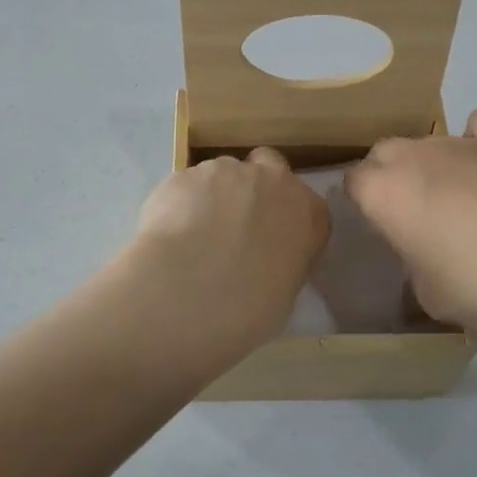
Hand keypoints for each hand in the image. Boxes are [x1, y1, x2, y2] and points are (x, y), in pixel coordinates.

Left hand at [127, 148, 329, 362]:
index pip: (307, 206)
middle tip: (235, 224)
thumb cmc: (247, 308)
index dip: (286, 218)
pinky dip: (180, 203)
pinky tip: (168, 235)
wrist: (187, 292)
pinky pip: (186, 185)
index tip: (272, 240)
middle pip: (268, 167)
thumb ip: (280, 265)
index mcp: (308, 214)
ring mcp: (225, 171)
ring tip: (192, 235)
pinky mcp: (184, 174)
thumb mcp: (283, 296)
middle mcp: (272, 180)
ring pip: (222, 173)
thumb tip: (263, 263)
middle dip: (254, 187)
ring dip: (214, 195)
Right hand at [345, 107, 476, 359]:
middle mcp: (419, 155)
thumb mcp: (434, 298)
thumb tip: (427, 254)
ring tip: (472, 199)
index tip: (386, 229)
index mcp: (387, 193)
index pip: (354, 183)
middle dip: (394, 177)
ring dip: (439, 164)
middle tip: (421, 215)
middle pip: (387, 153)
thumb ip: (417, 267)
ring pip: (435, 140)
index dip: (366, 205)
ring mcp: (468, 139)